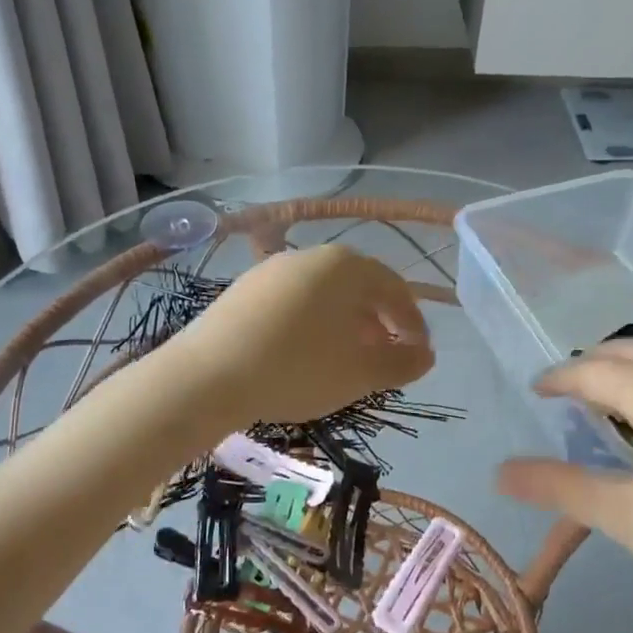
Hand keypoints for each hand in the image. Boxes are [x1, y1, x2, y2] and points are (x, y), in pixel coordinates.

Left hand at [168, 244, 433, 425]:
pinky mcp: (244, 290)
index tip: (417, 356)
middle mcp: (311, 256)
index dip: (413, 325)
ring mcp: (272, 270)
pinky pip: (293, 302)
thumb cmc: (298, 369)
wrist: (207, 375)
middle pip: (359, 288)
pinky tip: (302, 355)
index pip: (396, 290)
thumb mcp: (360, 373)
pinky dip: (311, 325)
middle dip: (378, 324)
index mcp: (347, 266)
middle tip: (383, 359)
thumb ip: (401, 363)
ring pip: (324, 295)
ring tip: (344, 360)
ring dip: (344, 325)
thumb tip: (425, 356)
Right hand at [496, 343, 632, 631]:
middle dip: (591, 368)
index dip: (558, 379)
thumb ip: (560, 487)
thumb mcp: (630, 518)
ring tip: (616, 408)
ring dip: (631, 370)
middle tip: (569, 400)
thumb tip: (499, 472)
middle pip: (628, 349)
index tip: (537, 392)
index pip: (591, 370)